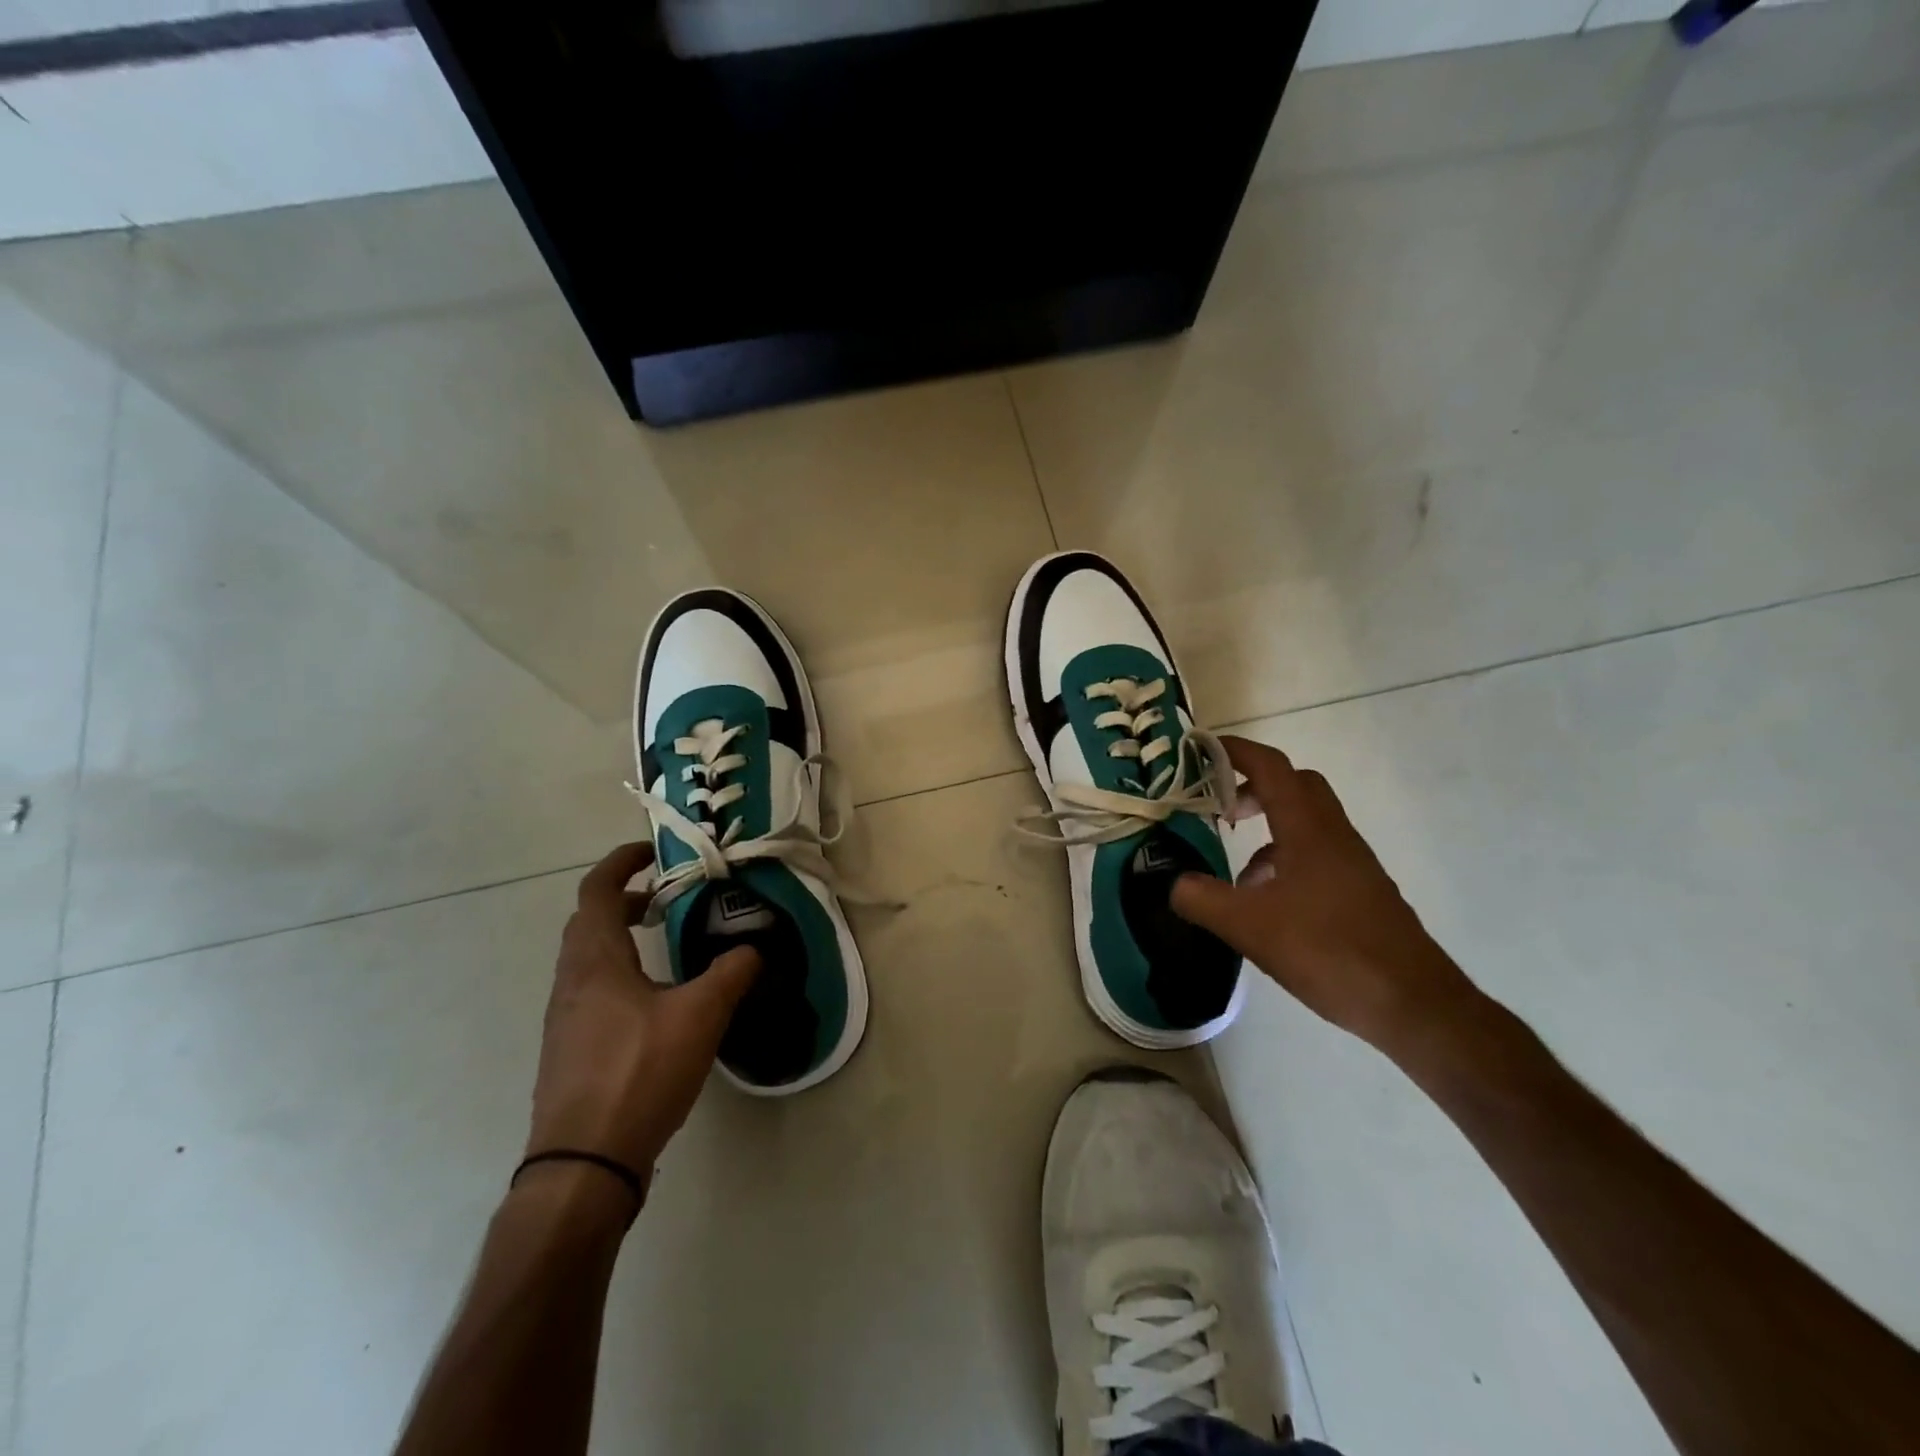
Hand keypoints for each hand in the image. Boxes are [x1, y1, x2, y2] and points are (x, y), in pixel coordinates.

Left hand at [524, 842, 759, 1185]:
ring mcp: (565, 1018)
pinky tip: (657, 1002)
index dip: (621, 863)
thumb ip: (732, 972)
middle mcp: (571, 981)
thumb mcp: (700, 1015)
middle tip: (669, 898)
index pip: (595, 890)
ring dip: (622, 938)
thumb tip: (755, 946)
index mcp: (595, 960)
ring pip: (590, 958)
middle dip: (627, 900)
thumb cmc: (638, 1072)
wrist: (584, 1164)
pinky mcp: (571, 1049)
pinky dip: (621, 973)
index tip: (652, 852)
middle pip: (588, 921)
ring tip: (667, 945)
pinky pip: (593, 989)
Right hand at [1170, 736, 1480, 1054]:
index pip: (1270, 767)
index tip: (1199, 750)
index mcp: (1308, 829)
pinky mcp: (1359, 890)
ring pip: (1305, 822)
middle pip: (1294, 785)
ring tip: (1234, 870)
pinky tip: (1266, 904)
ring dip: (1268, 828)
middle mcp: (1333, 835)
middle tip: (1217, 805)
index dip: (1234, 751)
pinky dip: (1284, 861)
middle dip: (1252, 785)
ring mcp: (1351, 863)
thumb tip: (1174, 884)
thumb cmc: (1329, 951)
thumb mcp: (1250, 927)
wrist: (1413, 1003)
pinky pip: (1315, 854)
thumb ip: (1203, 899)